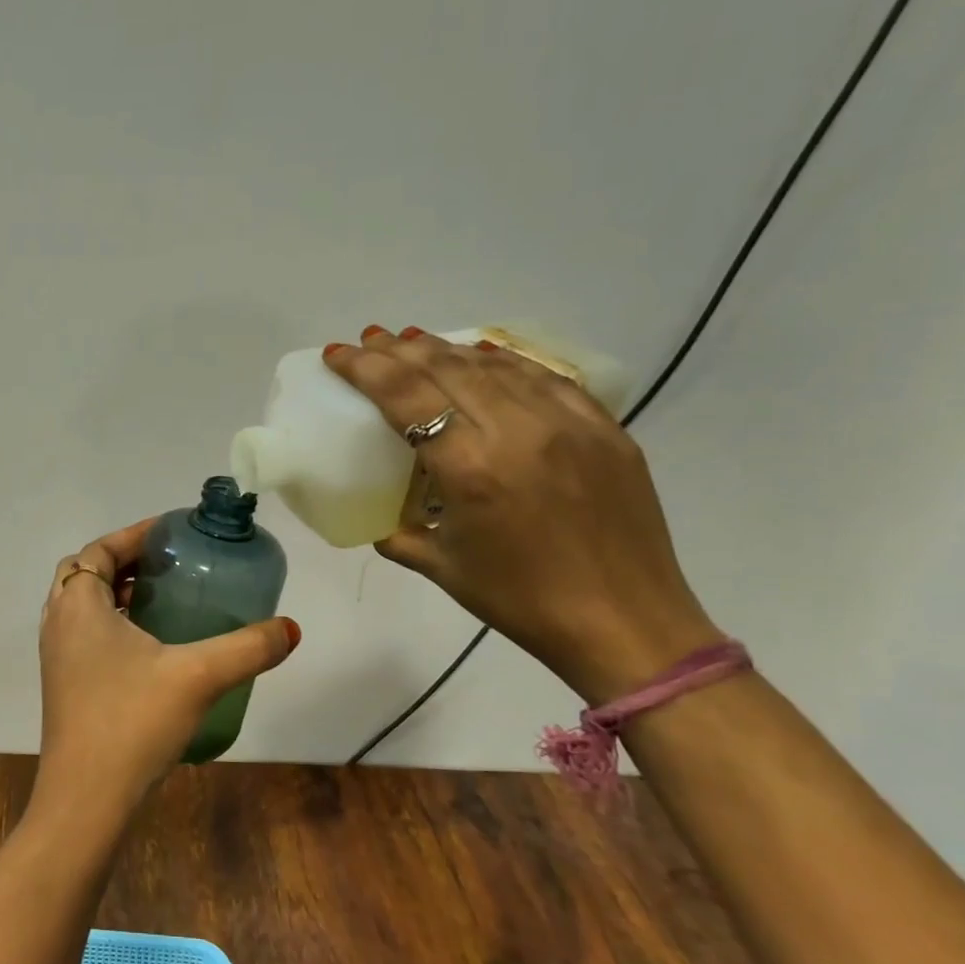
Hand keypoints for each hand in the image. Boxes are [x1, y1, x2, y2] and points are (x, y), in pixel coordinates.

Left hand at [33, 519, 299, 834]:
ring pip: (83, 606)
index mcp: (79, 605)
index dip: (134, 535)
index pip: (99, 550)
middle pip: (86, 573)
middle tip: (169, 565)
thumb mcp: (198, 677)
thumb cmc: (132, 722)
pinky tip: (151, 648)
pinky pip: (85, 635)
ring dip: (117, 593)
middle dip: (125, 562)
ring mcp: (56, 657)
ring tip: (165, 600)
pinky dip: (111, 624)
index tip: (172, 532)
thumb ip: (247, 648)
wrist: (86, 800)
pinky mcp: (63, 685)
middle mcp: (59, 623)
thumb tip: (291, 629)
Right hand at [325, 326, 719, 701]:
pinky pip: (543, 378)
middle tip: (370, 340)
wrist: (626, 623)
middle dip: (399, 349)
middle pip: (446, 368)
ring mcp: (568, 423)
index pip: (406, 395)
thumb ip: (400, 536)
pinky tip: (482, 357)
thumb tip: (379, 519)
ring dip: (446, 350)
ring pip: (494, 365)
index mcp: (471, 469)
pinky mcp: (603, 427)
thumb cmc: (522, 601)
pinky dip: (503, 362)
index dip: (366, 368)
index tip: (338, 353)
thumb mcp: (443, 569)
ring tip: (414, 342)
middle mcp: (518, 431)